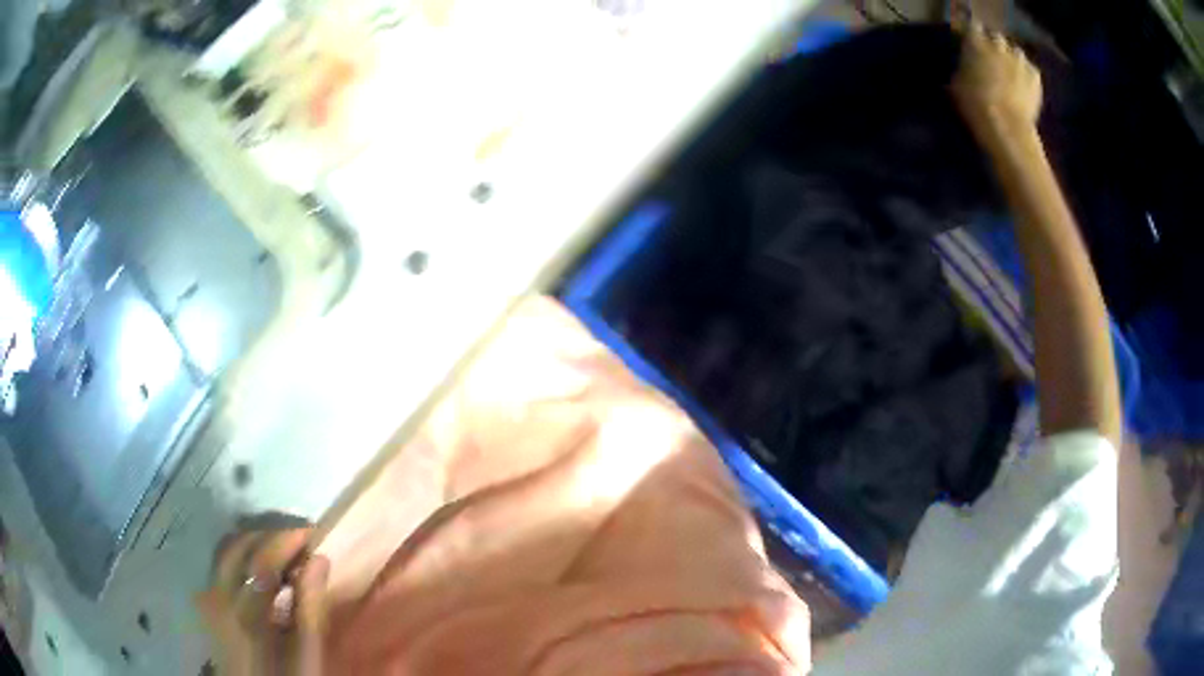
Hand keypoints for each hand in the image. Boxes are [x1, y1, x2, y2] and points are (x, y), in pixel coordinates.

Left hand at [196, 527, 329, 675]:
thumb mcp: (306, 654)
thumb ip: (310, 609)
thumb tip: (318, 560)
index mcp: (245, 615)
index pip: (262, 561)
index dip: (286, 540)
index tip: (312, 533)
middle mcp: (219, 598)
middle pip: (239, 547)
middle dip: (270, 536)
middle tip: (299, 540)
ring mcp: (208, 597)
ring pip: (226, 550)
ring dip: (254, 542)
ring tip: (282, 551)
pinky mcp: (207, 600)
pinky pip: (221, 563)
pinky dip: (242, 555)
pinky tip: (261, 568)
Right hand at [951, 24, 1042, 134]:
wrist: (1006, 128)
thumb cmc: (975, 106)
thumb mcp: (956, 86)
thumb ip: (962, 70)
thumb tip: (963, 68)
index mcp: (975, 41)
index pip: (972, 27)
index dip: (972, 38)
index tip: (971, 47)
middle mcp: (998, 43)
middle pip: (996, 38)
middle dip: (994, 47)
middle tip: (992, 62)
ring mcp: (1019, 59)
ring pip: (1015, 52)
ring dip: (1012, 59)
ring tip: (1010, 74)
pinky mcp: (1035, 76)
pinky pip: (1030, 70)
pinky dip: (1027, 75)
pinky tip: (1023, 86)